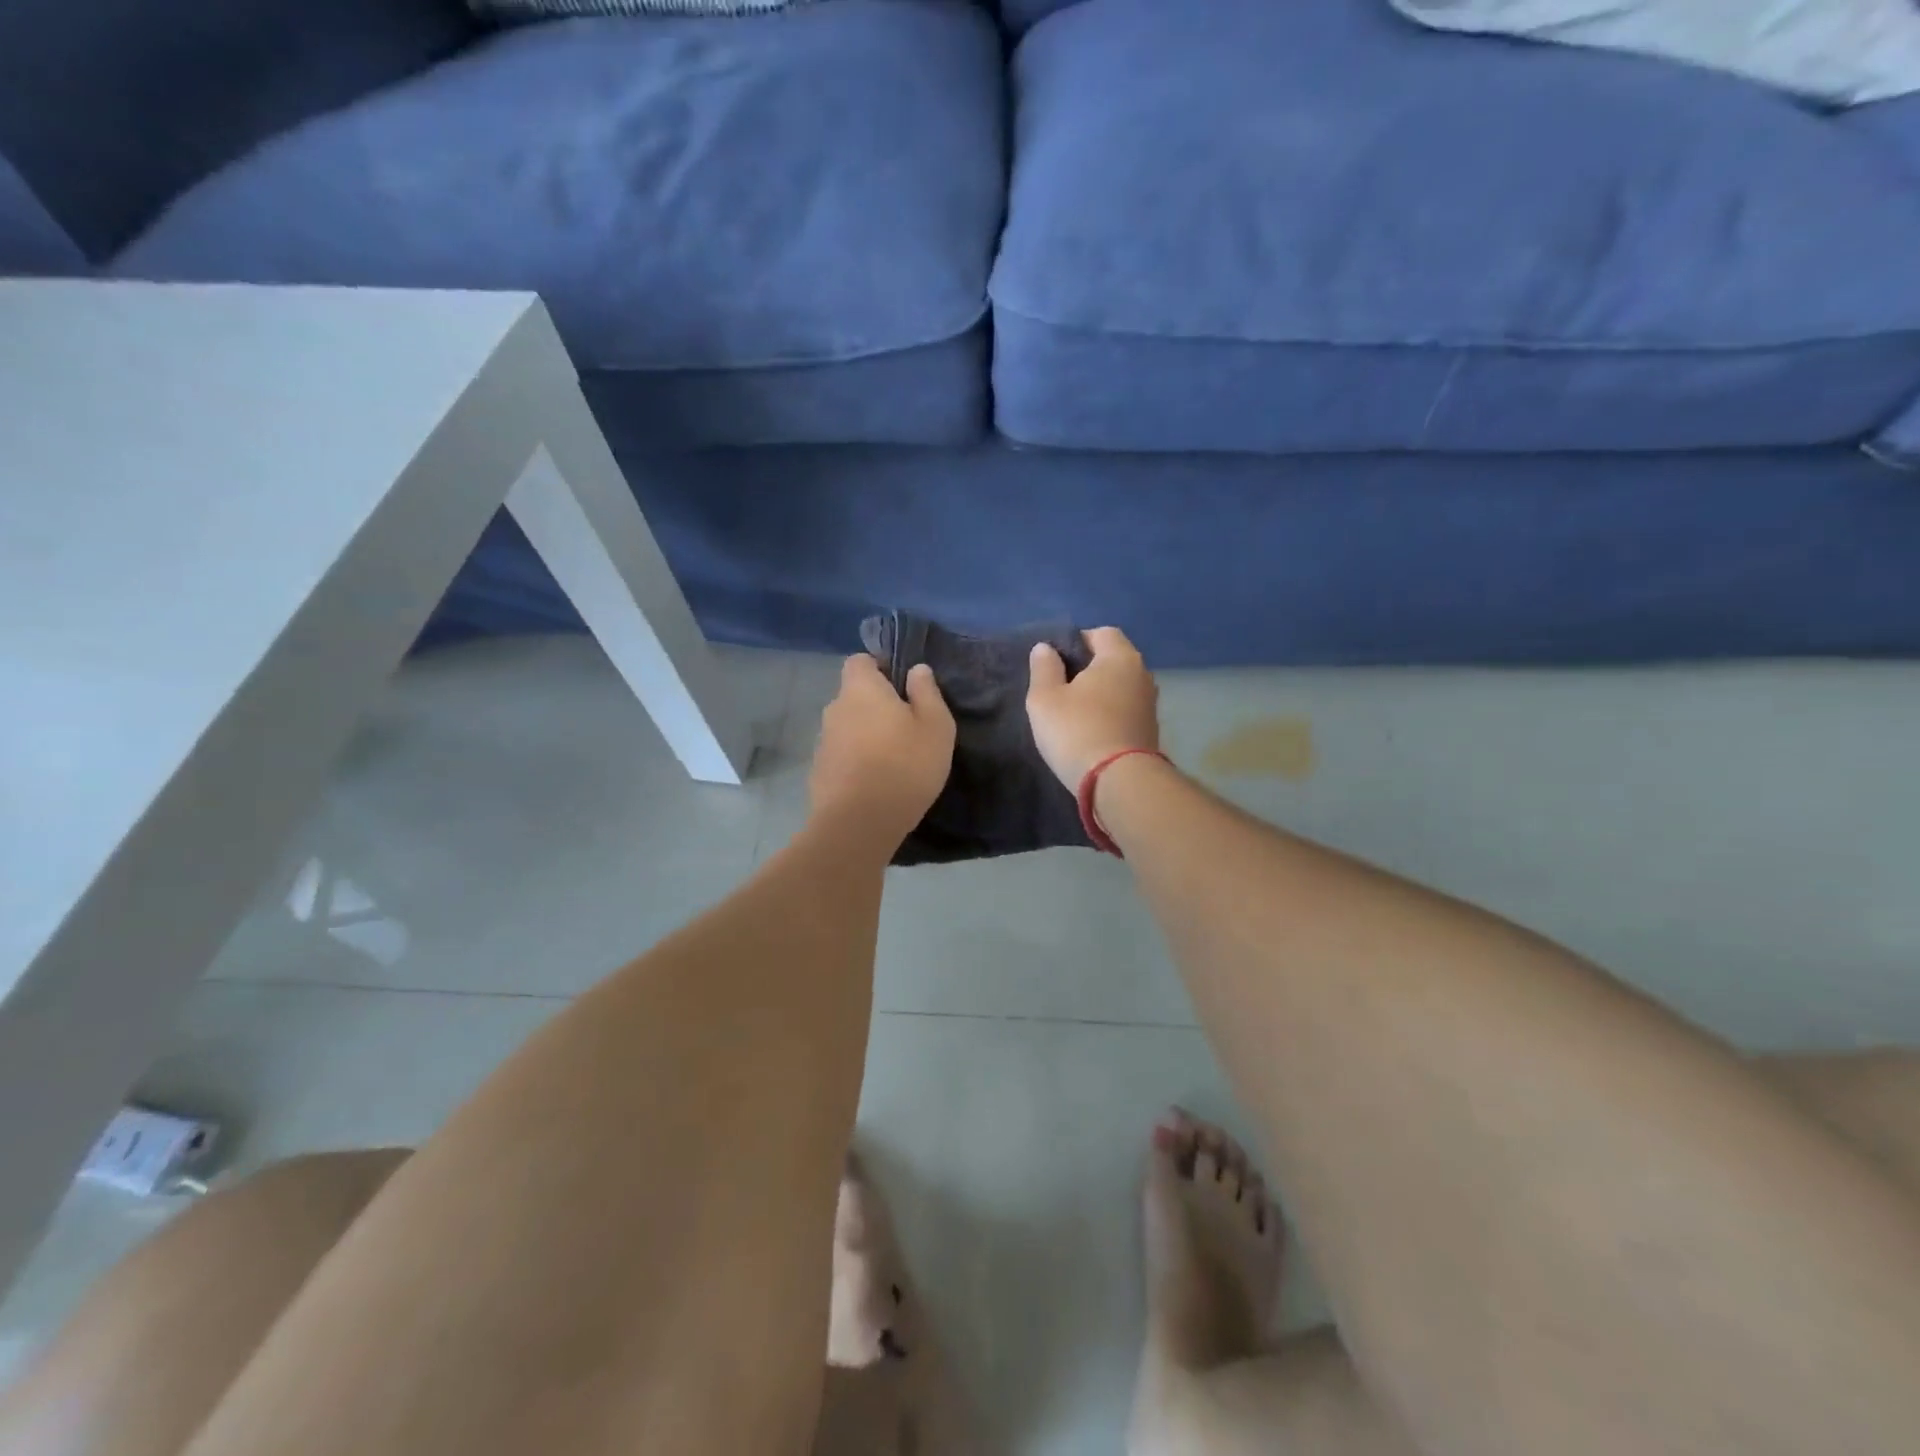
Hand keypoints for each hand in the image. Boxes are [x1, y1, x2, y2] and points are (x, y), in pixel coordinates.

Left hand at [810, 655, 955, 845]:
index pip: (859, 660)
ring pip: (848, 727)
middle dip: (875, 706)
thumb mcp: (935, 726)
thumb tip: (917, 669)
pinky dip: (856, 762)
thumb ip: (927, 692)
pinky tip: (875, 783)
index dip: (880, 668)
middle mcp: (835, 709)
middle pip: (854, 696)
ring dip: (865, 736)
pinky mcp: (818, 772)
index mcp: (860, 689)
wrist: (859, 824)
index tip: (902, 687)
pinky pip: (841, 756)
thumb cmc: (905, 766)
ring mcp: (823, 742)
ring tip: (892, 760)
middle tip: (905, 728)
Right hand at [1026, 626, 1159, 789]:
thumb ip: (1044, 668)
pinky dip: (1110, 713)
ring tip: (1073, 711)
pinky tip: (1091, 731)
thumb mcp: (1045, 698)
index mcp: (1120, 657)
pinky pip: (1126, 710)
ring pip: (1120, 686)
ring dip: (1100, 693)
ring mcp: (1150, 704)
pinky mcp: (1150, 730)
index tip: (1055, 662)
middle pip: (1113, 659)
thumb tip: (1046, 648)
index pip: (1102, 633)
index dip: (1077, 641)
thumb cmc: (1077, 731)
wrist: (1118, 782)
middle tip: (1060, 687)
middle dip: (1089, 668)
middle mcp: (1142, 674)